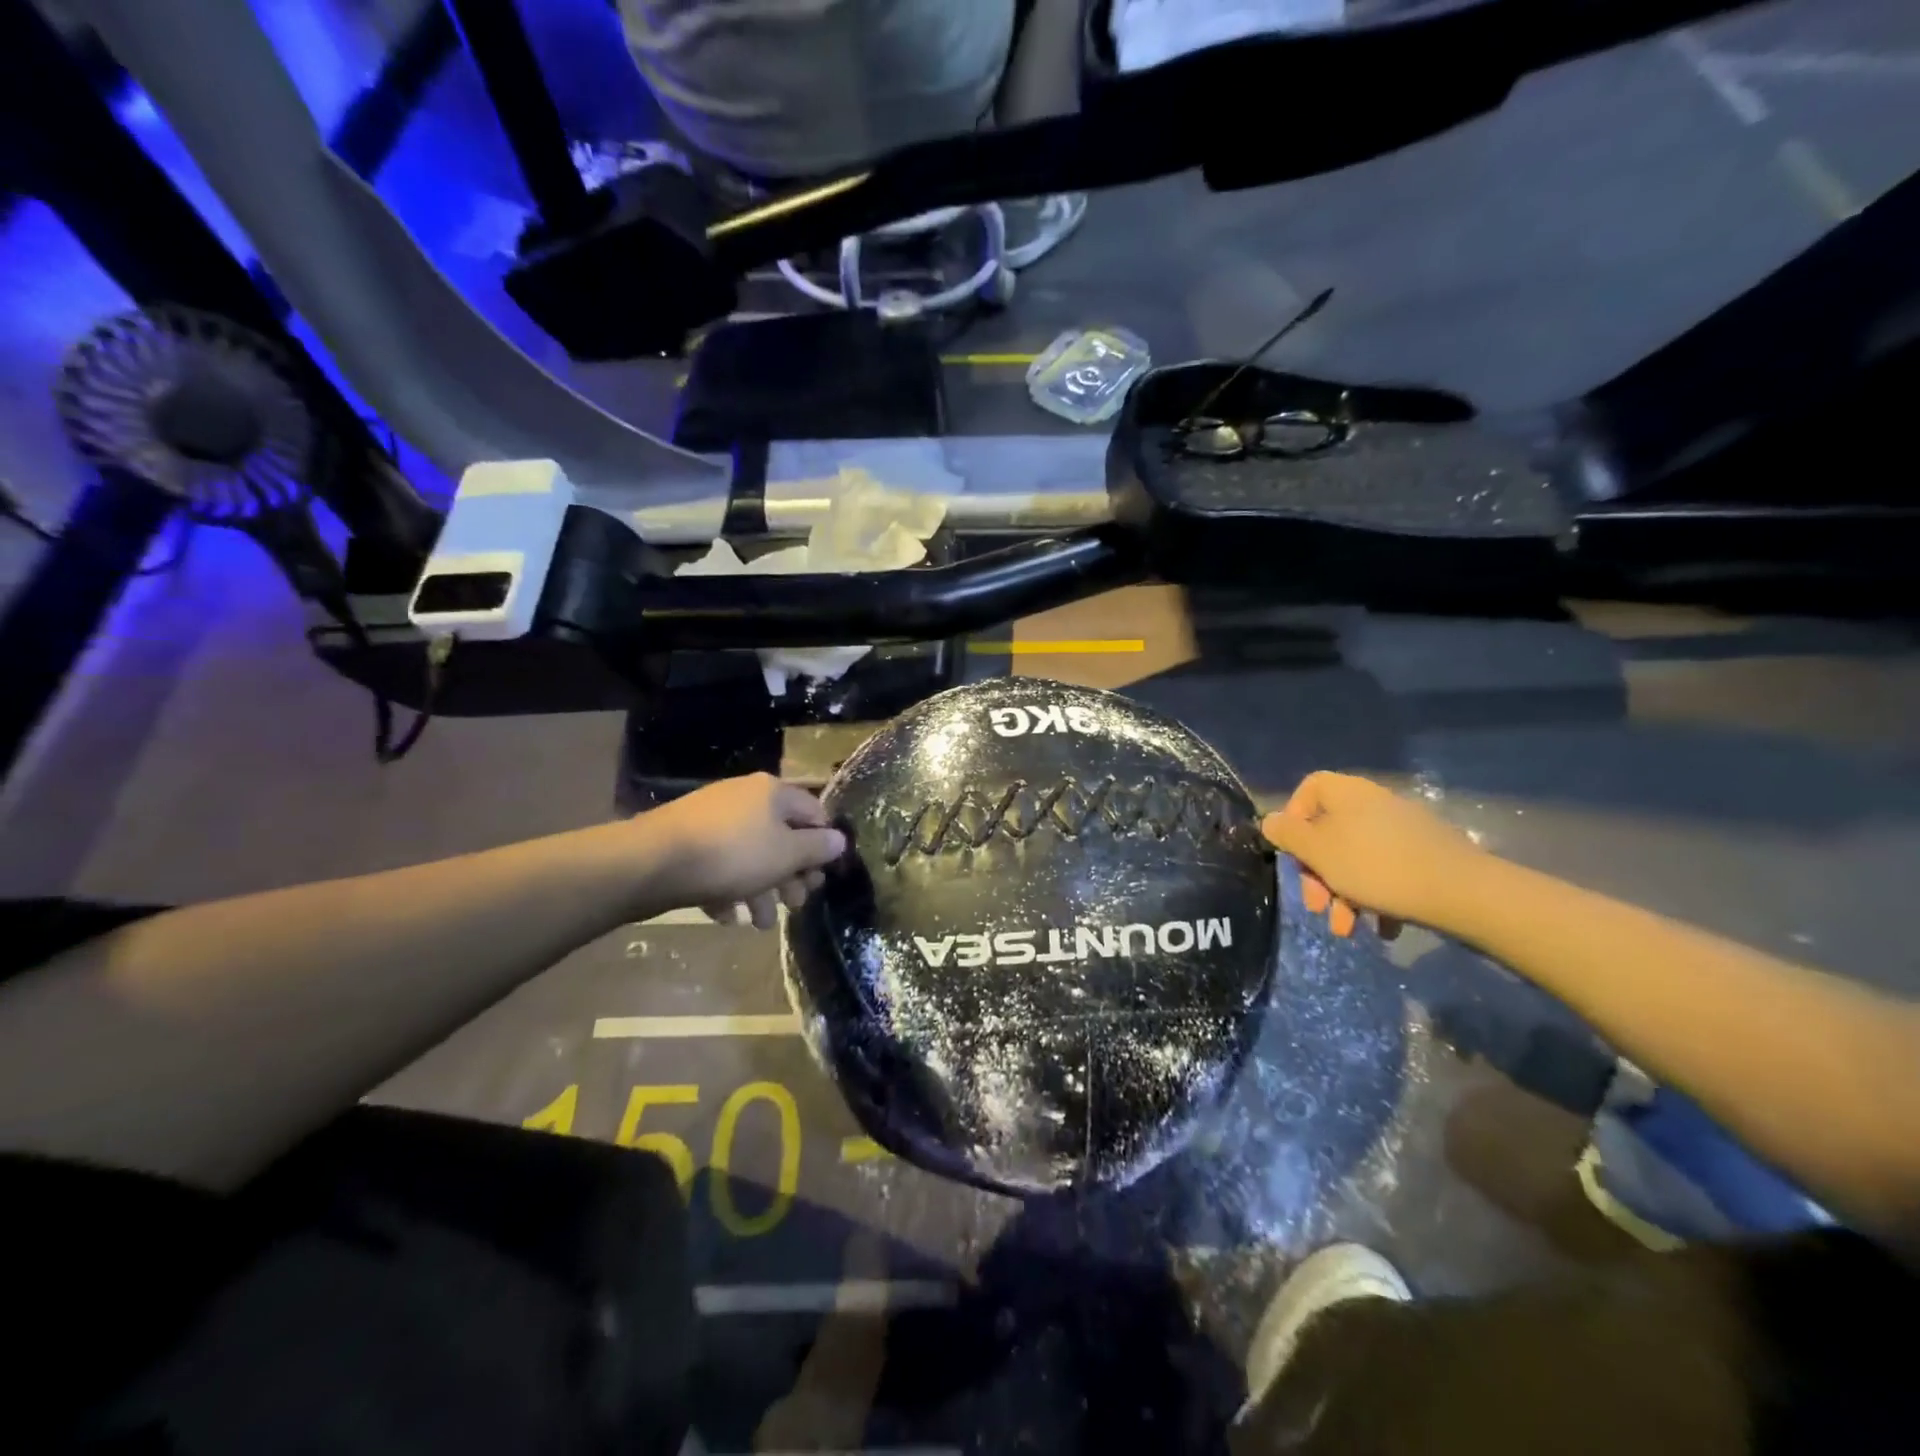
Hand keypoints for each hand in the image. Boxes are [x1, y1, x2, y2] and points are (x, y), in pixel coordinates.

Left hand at [641, 774, 846, 929]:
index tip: (823, 876)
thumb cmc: (733, 854)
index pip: (813, 813)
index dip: (823, 845)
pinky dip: (727, 890)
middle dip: (790, 876)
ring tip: (761, 925)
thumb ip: (817, 848)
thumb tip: (839, 840)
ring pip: (749, 855)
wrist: (653, 862)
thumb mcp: (786, 854)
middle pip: (780, 837)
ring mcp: (713, 819)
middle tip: (796, 905)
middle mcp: (744, 798)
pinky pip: (718, 865)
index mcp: (773, 792)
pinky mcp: (687, 841)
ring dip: (761, 891)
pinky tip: (726, 917)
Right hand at [1261, 772, 1485, 938]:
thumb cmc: (1376, 866)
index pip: (1309, 788)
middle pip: (1329, 832)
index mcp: (1347, 794)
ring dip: (1344, 894)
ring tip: (1348, 930)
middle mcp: (1374, 804)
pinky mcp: (1425, 856)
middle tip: (1317, 906)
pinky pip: (1387, 872)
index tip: (1293, 851)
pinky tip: (1382, 928)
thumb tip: (1271, 821)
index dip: (1294, 817)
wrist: (1462, 892)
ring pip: (1357, 858)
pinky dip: (1377, 898)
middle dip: (1318, 874)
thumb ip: (1288, 835)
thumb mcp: (1318, 852)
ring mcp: (1403, 830)